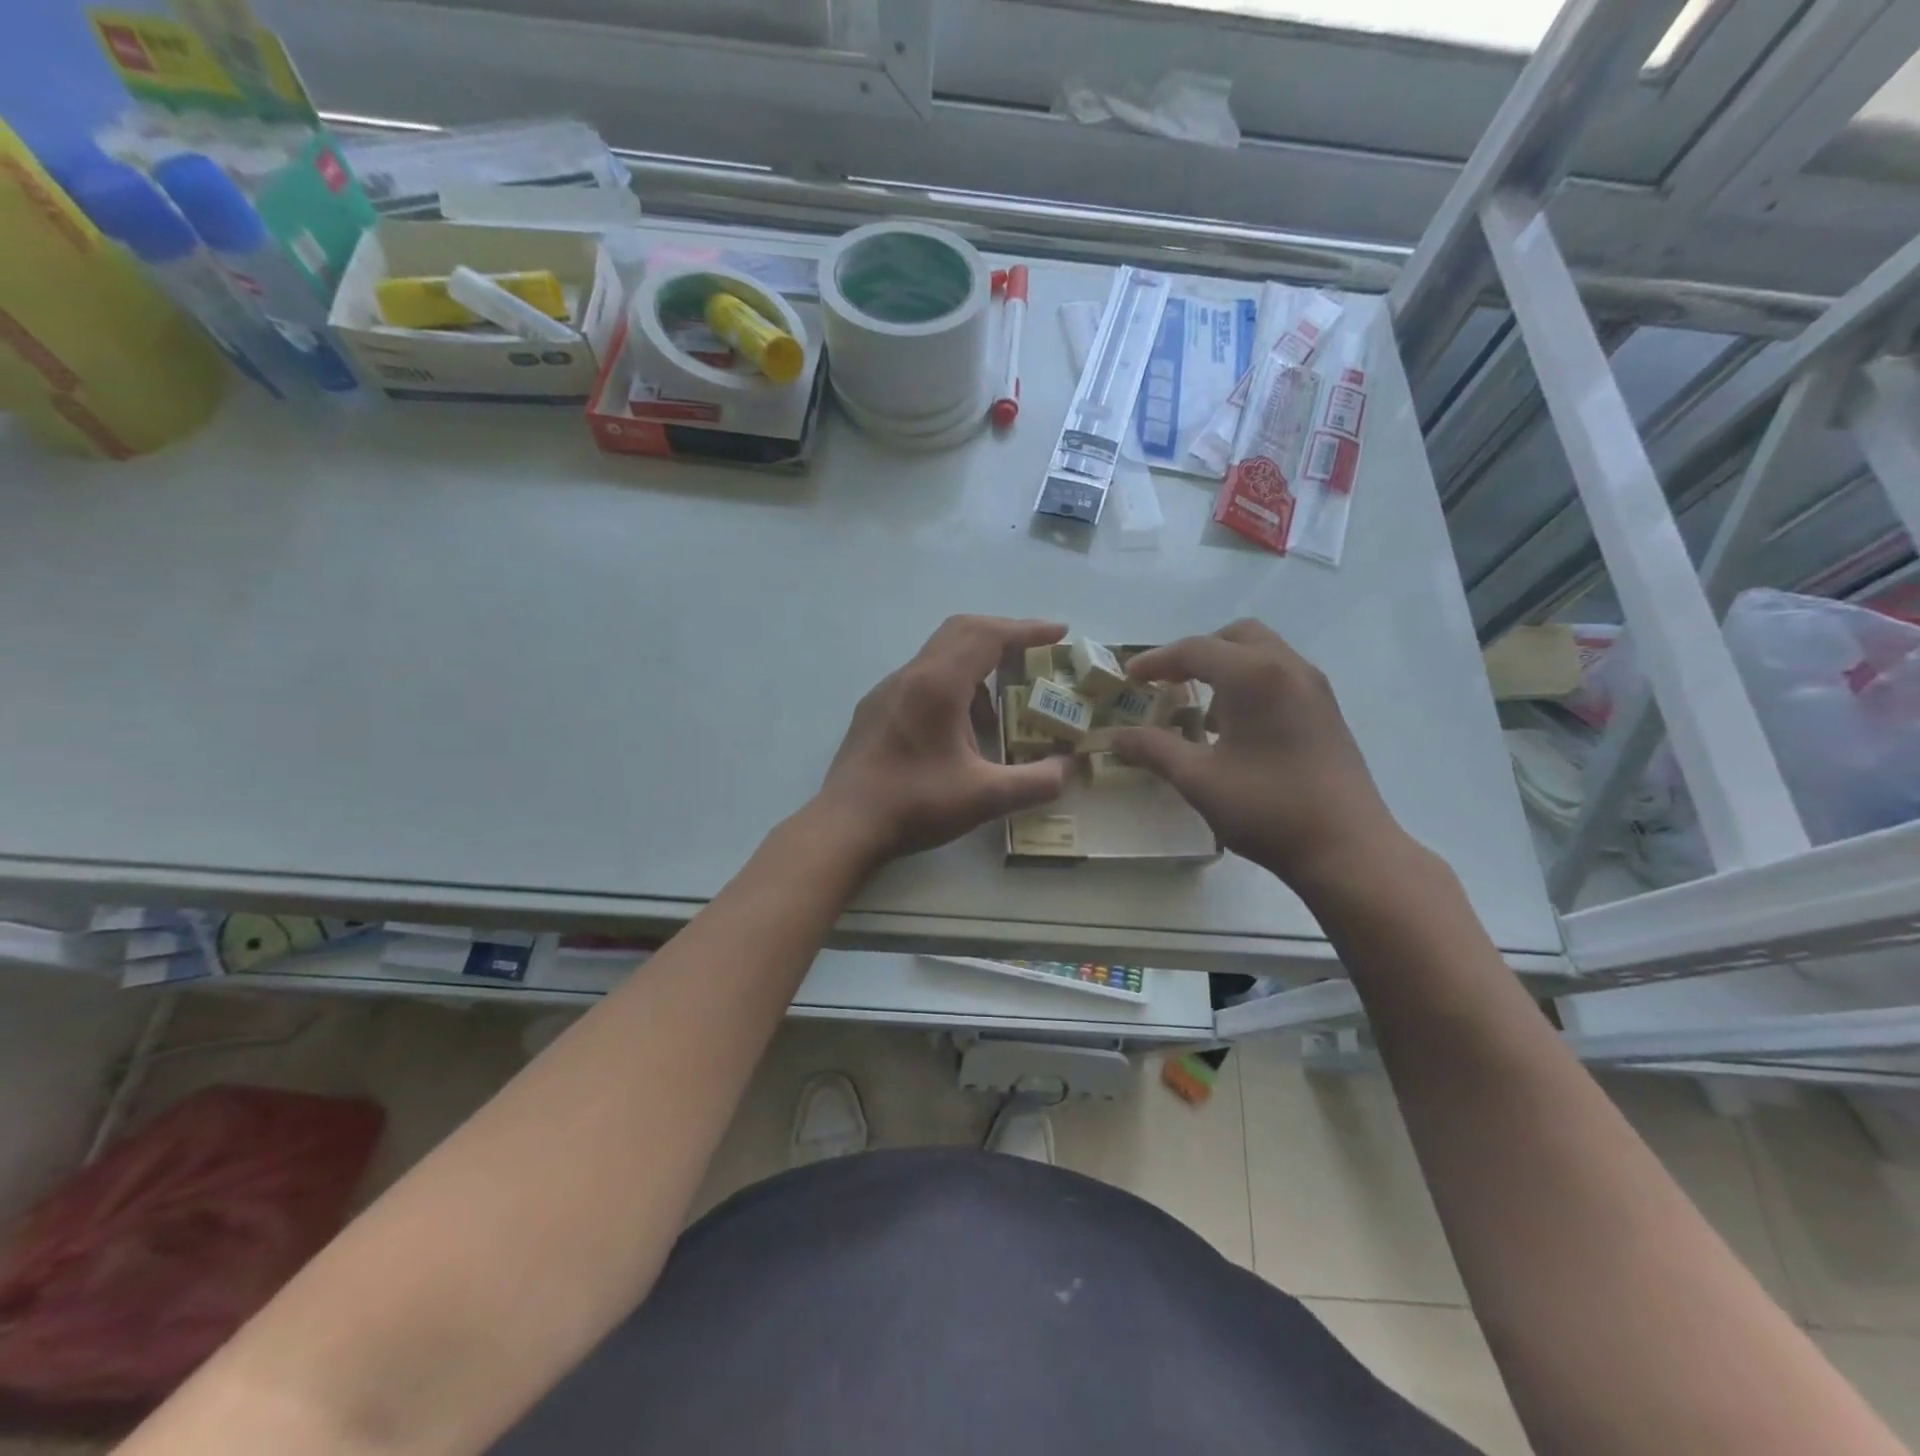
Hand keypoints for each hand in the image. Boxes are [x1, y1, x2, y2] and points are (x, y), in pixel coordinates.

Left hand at [815, 615, 1074, 868]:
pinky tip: (958, 730)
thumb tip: (1068, 769)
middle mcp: (911, 675)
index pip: (988, 636)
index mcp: (938, 684)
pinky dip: (951, 685)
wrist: (844, 826)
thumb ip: (1035, 782)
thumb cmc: (914, 805)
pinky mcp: (875, 709)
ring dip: (975, 667)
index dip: (1027, 630)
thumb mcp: (984, 798)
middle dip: (1003, 636)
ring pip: (939, 655)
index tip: (1059, 633)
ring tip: (998, 710)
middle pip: (961, 631)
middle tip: (1034, 655)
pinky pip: (921, 679)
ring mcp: (887, 691)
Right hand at [1111, 620, 1406, 896]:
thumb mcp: (1198, 780)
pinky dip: (1251, 684)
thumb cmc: (1267, 808)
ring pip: (1263, 653)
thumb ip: (1154, 750)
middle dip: (1197, 653)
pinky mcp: (1327, 711)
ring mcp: (1314, 688)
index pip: (1195, 650)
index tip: (1129, 677)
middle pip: (1235, 636)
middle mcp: (1288, 668)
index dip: (1156, 661)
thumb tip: (1114, 738)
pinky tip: (1238, 729)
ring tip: (1203, 711)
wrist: (1348, 848)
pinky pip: (1281, 675)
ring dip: (1226, 667)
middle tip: (1170, 683)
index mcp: (1255, 676)